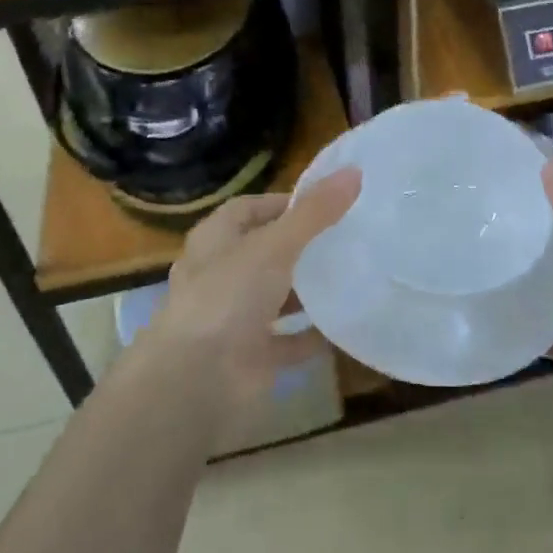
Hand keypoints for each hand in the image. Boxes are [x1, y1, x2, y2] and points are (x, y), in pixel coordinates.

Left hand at [144, 167, 362, 415]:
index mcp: (215, 240)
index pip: (249, 209)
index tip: (327, 204)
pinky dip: (312, 335)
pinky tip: (344, 324)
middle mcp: (221, 275)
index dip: (284, 203)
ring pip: (276, 296)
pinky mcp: (251, 355)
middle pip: (265, 252)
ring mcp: (235, 318)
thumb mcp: (275, 245)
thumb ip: (315, 212)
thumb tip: (354, 172)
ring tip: (352, 275)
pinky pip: (288, 340)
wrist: (197, 380)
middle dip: (302, 246)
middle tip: (348, 237)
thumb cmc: (229, 296)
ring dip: (307, 289)